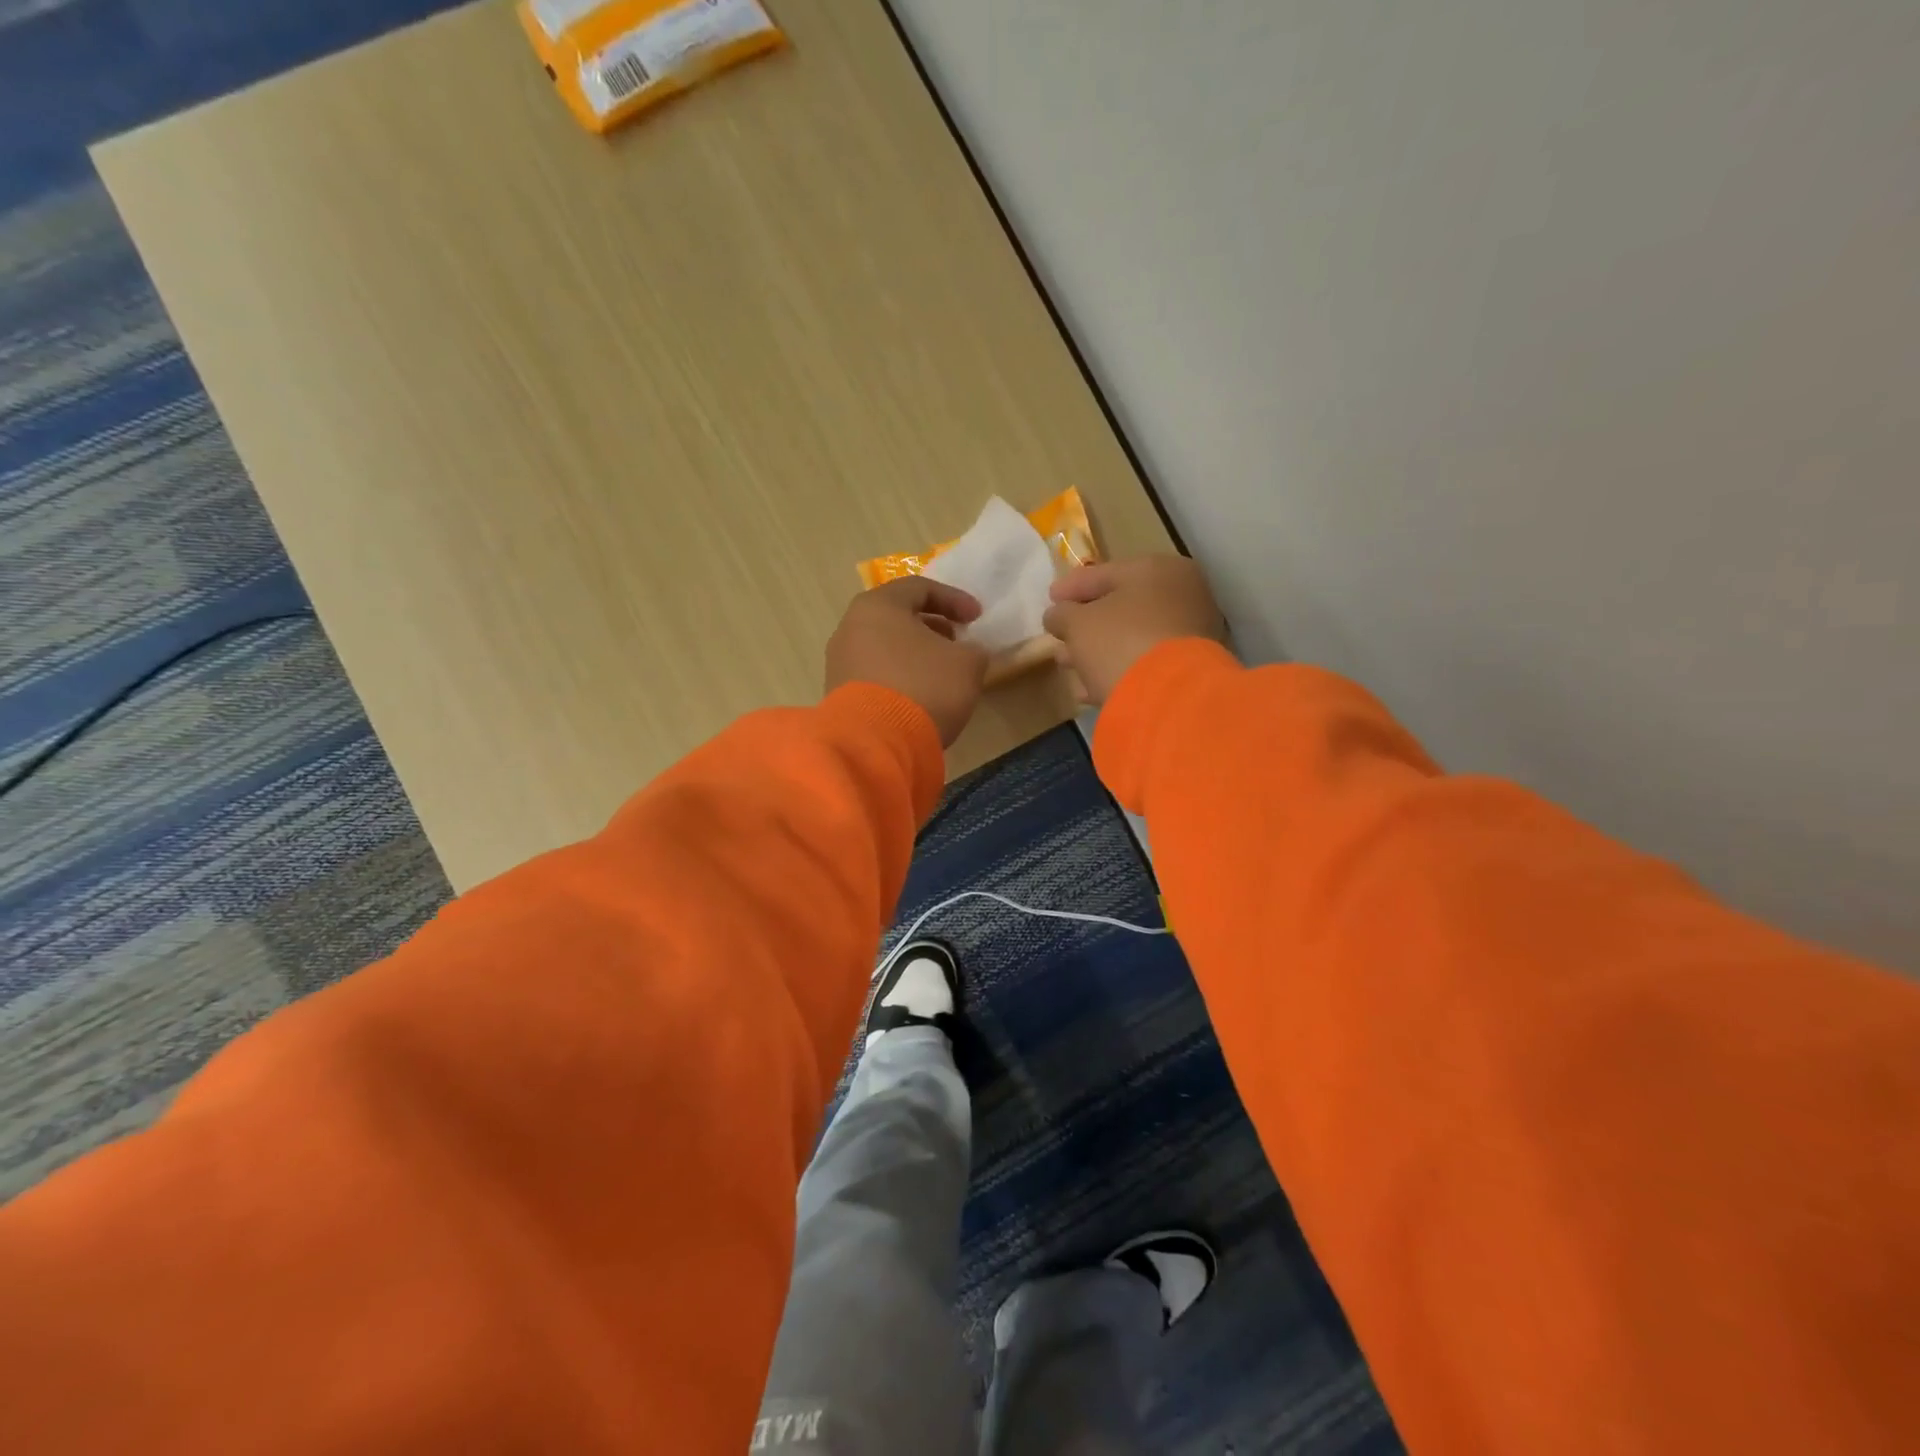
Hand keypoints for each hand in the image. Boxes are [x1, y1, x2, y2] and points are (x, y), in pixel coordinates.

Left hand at [826, 577, 989, 745]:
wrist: (875, 744)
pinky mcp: (837, 694)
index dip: (954, 599)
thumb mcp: (967, 664)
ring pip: (884, 646)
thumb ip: (973, 650)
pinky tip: (918, 696)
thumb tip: (966, 653)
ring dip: (914, 653)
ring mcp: (839, 662)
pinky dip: (898, 676)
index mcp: (878, 605)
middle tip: (956, 642)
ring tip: (940, 672)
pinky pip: (874, 673)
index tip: (976, 618)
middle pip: (896, 616)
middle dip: (931, 626)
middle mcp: (850, 627)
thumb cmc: (924, 687)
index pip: (919, 588)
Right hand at [1043, 555, 1228, 706]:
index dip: (1072, 586)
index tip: (1050, 598)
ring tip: (1069, 664)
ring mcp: (1191, 634)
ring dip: (1098, 650)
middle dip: (1086, 623)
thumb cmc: (1121, 643)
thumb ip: (1063, 614)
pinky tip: (1090, 688)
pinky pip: (1145, 664)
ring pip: (1133, 637)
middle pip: (1122, 607)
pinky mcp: (1191, 671)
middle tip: (1059, 635)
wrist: (1170, 697)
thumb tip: (1058, 615)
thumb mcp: (1078, 623)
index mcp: (1158, 570)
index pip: (1106, 573)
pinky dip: (1118, 670)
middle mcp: (1183, 595)